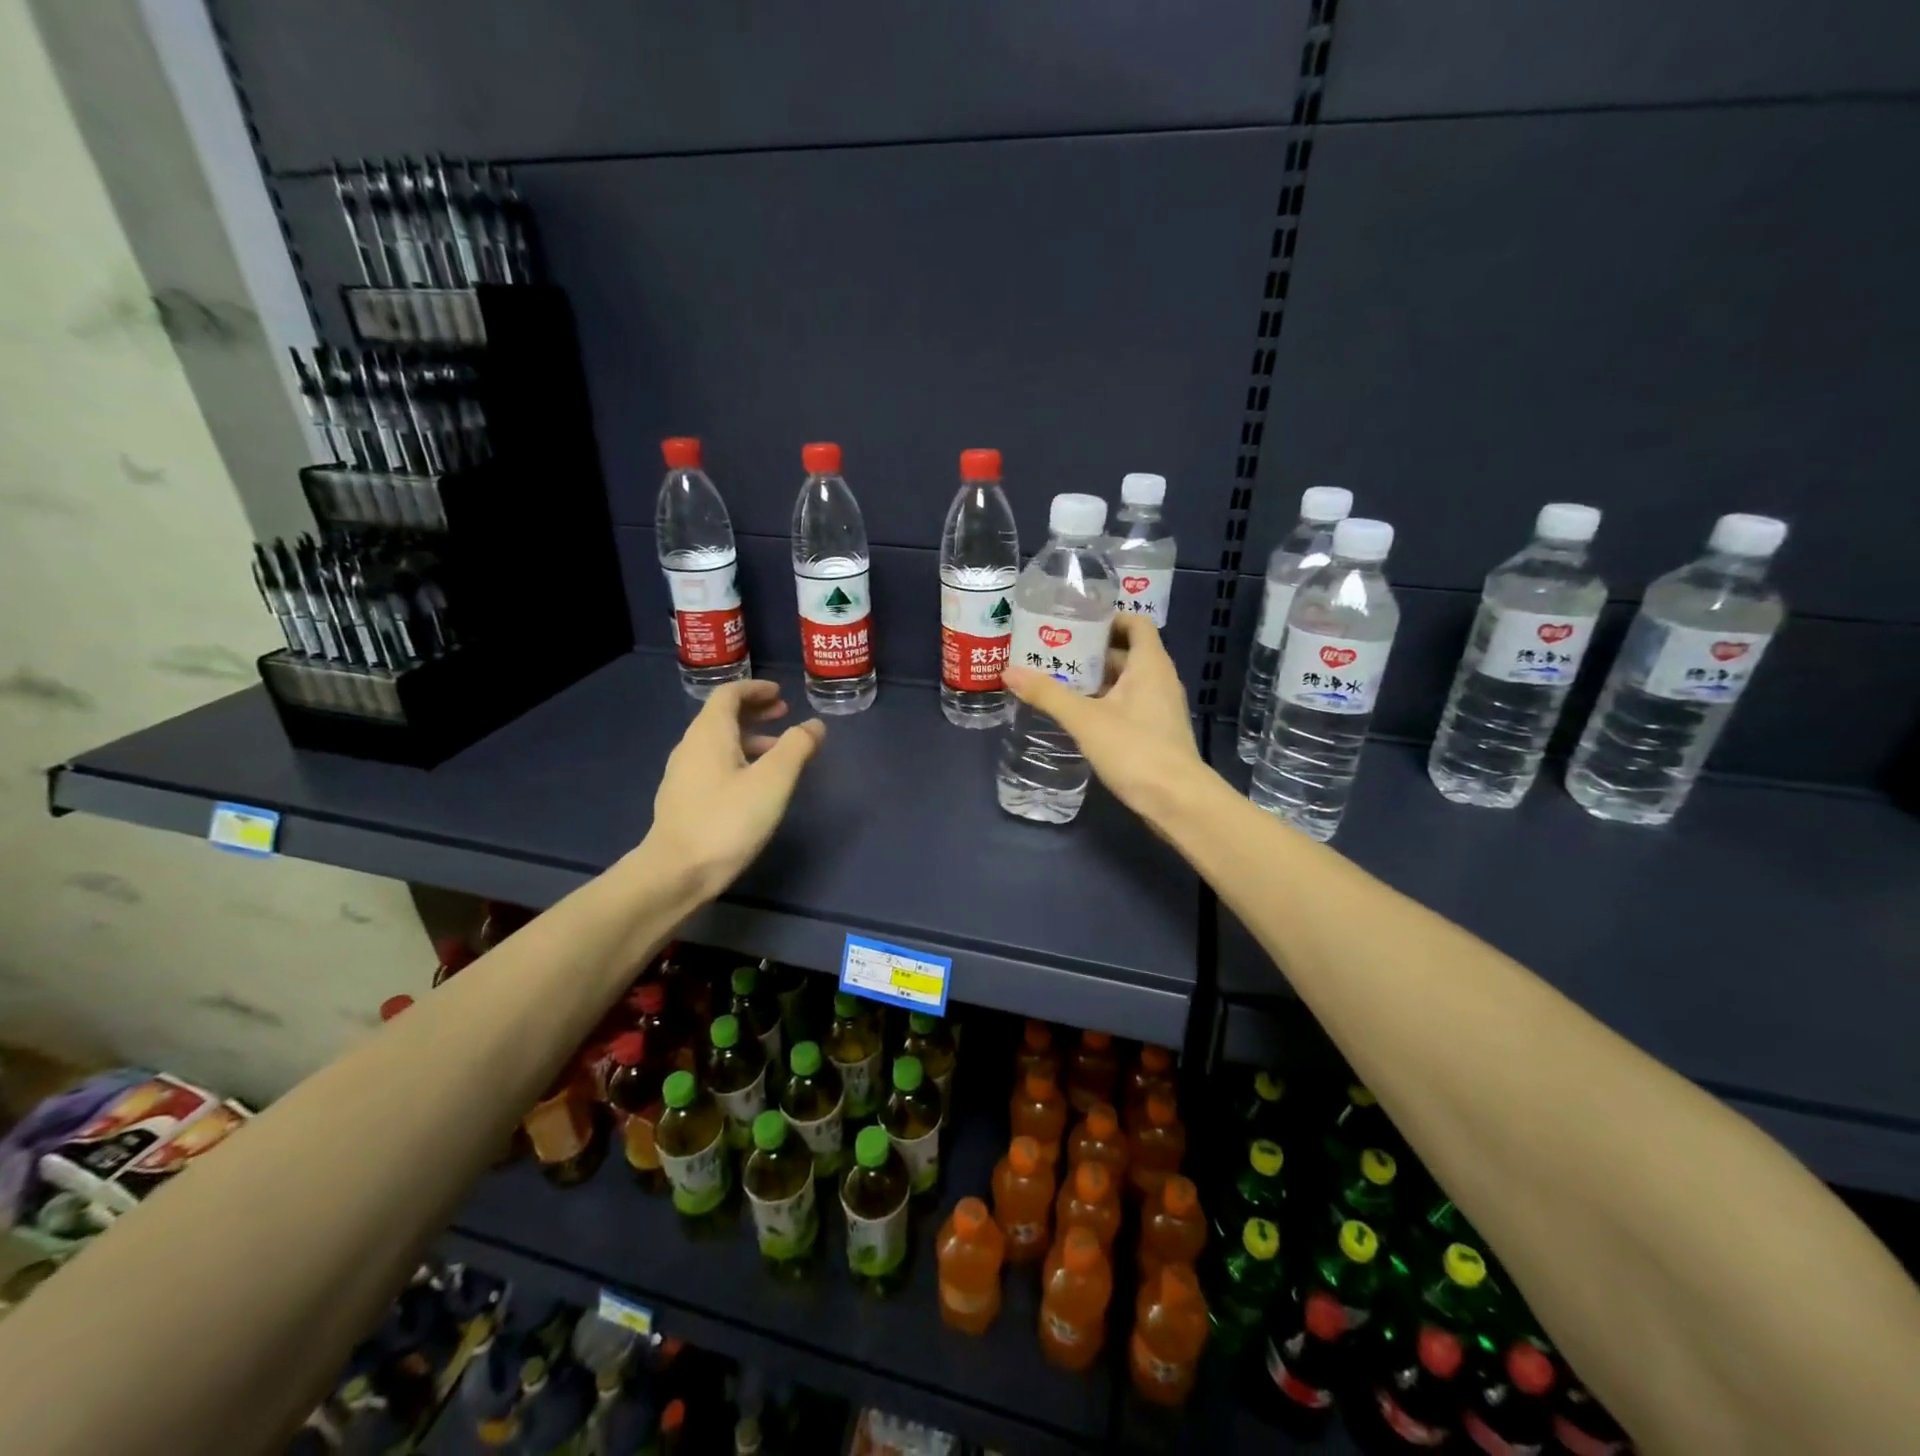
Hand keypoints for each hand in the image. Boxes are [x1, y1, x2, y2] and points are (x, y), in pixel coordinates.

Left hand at [648, 680, 825, 898]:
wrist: (676, 872)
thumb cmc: (728, 820)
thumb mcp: (773, 781)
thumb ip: (796, 747)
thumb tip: (814, 725)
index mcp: (709, 733)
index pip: (729, 694)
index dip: (755, 689)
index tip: (780, 693)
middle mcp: (691, 746)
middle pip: (722, 716)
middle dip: (754, 711)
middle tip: (784, 714)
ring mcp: (683, 774)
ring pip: (718, 742)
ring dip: (749, 737)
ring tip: (778, 751)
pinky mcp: (683, 799)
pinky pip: (713, 764)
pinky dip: (738, 759)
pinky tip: (755, 784)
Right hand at [1002, 615, 1206, 828]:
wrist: (1176, 800)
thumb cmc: (1134, 749)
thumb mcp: (1084, 719)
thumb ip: (1047, 694)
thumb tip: (1009, 671)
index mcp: (1150, 664)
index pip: (1135, 623)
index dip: (1108, 618)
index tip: (1075, 622)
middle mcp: (1160, 679)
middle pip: (1126, 652)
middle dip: (1091, 651)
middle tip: (1054, 652)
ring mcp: (1160, 707)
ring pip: (1126, 681)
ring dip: (1096, 679)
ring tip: (1058, 681)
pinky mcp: (1156, 731)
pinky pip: (1128, 704)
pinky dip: (1105, 702)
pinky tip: (1078, 715)